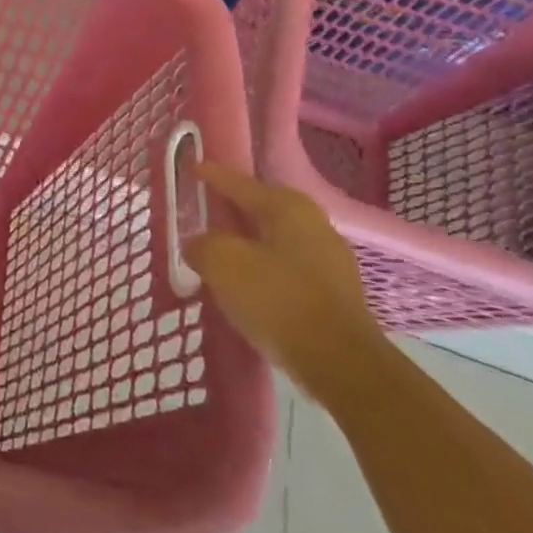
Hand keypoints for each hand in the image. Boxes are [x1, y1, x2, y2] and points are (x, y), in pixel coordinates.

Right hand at [186, 162, 388, 403]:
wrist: (342, 365)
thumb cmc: (279, 300)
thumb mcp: (223, 263)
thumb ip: (202, 244)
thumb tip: (198, 244)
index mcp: (288, 207)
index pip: (239, 182)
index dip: (211, 175)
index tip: (191, 167)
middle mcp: (314, 224)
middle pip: (261, 209)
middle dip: (232, 209)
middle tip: (203, 211)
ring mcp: (330, 261)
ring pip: (275, 240)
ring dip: (248, 243)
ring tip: (219, 252)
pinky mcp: (335, 295)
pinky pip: (287, 269)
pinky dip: (263, 270)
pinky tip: (247, 286)